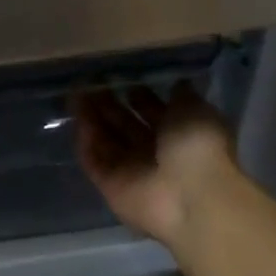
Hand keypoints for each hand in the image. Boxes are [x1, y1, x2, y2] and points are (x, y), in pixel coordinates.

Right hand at [75, 83, 240, 246]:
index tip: (122, 79)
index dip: (138, 96)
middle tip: (91, 84)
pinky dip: (86, 142)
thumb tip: (177, 84)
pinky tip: (79, 119)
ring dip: (92, 119)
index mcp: (179, 134)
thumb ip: (182, 97)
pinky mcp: (110, 186)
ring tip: (77, 95)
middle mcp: (154, 153)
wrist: (190, 195)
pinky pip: (94, 160)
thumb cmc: (198, 146)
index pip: (153, 112)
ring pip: (105, 141)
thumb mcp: (197, 110)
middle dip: (108, 105)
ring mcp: (131, 171)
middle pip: (125, 125)